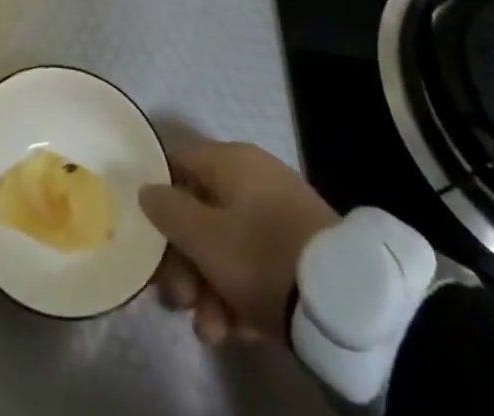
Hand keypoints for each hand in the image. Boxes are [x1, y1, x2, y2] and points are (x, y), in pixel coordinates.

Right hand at [139, 141, 339, 344]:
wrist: (346, 304)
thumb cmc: (261, 256)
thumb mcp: (204, 237)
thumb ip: (167, 211)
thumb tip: (147, 190)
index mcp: (230, 160)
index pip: (178, 166)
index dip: (158, 201)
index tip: (149, 243)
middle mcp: (254, 179)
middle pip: (202, 214)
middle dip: (185, 264)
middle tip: (180, 303)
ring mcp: (280, 215)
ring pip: (228, 247)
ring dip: (211, 290)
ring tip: (213, 332)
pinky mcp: (301, 252)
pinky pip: (257, 266)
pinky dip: (243, 296)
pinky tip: (241, 332)